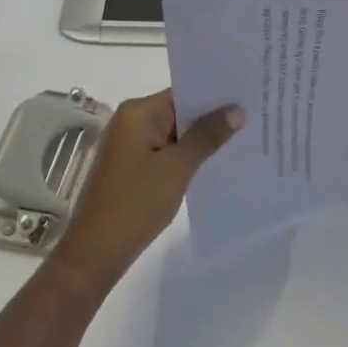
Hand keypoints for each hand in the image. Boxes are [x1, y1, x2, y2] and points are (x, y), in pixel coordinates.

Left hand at [47, 90, 241, 296]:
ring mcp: (130, 145)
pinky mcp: (132, 167)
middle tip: (253, 114)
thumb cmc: (135, 203)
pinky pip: (166, 151)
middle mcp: (131, 122)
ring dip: (200, 138)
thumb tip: (237, 110)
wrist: (95, 254)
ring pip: (174, 133)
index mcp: (138, 112)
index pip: (183, 92)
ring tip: (243, 136)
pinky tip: (214, 161)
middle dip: (211, 116)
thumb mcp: (177, 167)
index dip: (215, 94)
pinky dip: (187, 155)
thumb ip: (207, 136)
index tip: (247, 95)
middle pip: (179, 111)